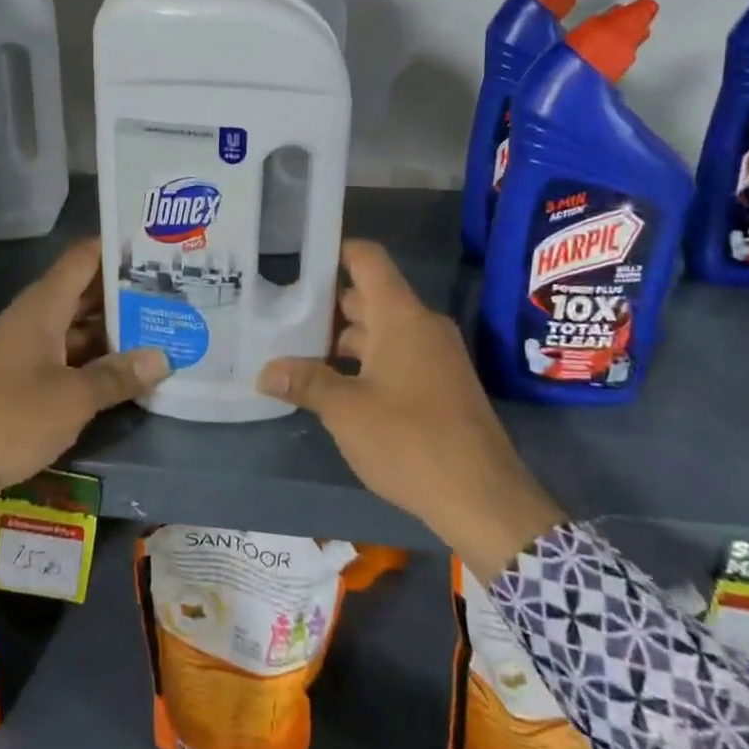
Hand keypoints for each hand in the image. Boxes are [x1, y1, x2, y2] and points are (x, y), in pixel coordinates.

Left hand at [0, 238, 168, 500]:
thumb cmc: (8, 418)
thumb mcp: (71, 399)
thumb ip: (117, 376)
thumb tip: (162, 358)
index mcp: (42, 308)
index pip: (83, 259)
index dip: (115, 247)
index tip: (155, 244)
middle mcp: (33, 319)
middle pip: (83, 292)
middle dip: (124, 291)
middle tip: (172, 289)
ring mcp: (25, 349)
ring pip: (76, 326)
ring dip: (112, 328)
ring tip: (159, 326)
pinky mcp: (21, 378)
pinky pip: (65, 354)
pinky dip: (93, 356)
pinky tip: (124, 368)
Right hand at [257, 240, 564, 583]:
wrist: (483, 499)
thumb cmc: (410, 441)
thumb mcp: (346, 411)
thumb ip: (305, 382)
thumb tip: (265, 372)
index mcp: (401, 316)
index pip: (367, 259)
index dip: (334, 250)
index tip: (296, 258)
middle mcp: (421, 325)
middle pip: (368, 296)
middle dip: (325, 305)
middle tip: (280, 313)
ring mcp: (435, 356)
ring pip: (381, 331)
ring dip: (342, 340)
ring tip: (296, 352)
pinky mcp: (441, 385)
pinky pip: (396, 356)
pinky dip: (365, 362)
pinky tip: (334, 386)